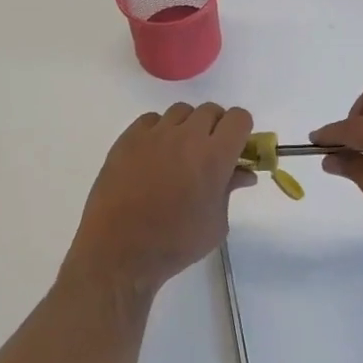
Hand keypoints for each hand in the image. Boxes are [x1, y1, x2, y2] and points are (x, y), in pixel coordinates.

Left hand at [64, 103, 255, 294]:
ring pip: (181, 111)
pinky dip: (158, 131)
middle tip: (207, 153)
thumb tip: (243, 173)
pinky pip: (151, 120)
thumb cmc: (175, 244)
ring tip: (178, 154)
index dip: (240, 130)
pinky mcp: (129, 137)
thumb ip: (230, 190)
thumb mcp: (215, 224)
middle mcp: (187, 136)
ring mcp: (156, 133)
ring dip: (186, 127)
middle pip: (211, 110)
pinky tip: (152, 155)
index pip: (239, 118)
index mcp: (215, 156)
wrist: (119, 252)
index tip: (235, 148)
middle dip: (215, 128)